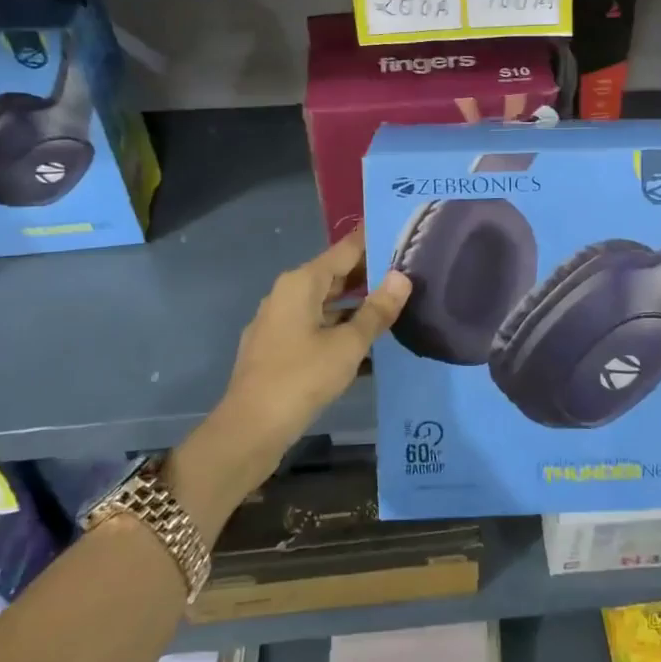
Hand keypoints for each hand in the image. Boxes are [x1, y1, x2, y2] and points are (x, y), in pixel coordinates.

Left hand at [166, 232, 408, 530]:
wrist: (249, 430)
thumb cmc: (301, 378)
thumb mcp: (348, 345)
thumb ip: (377, 310)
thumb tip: (402, 276)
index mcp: (302, 283)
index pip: (345, 249)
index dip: (373, 240)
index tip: (401, 231)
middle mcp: (288, 294)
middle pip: (336, 275)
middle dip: (370, 274)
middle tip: (410, 270)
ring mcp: (280, 322)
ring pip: (327, 304)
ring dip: (358, 305)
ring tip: (397, 305)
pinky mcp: (280, 349)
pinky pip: (318, 327)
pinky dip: (342, 329)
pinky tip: (369, 344)